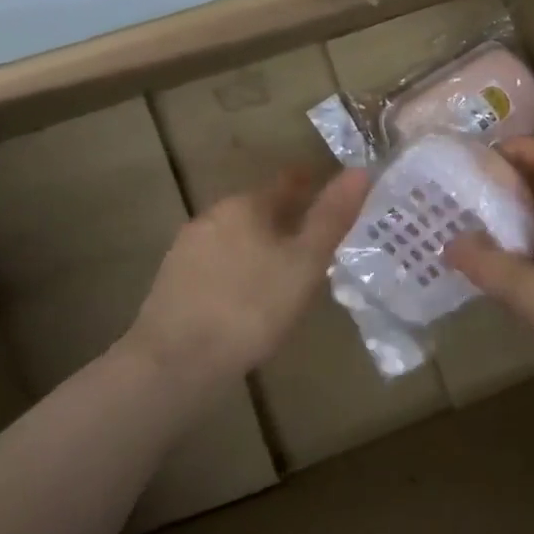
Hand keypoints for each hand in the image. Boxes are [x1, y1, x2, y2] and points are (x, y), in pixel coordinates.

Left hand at [130, 166, 369, 385]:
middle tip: (312, 239)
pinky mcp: (173, 280)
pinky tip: (245, 295)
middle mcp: (214, 215)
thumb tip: (360, 171)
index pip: (287, 182)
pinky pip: (216, 263)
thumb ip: (331, 217)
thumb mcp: (305, 263)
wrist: (175, 363)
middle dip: (285, 218)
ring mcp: (188, 247)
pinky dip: (237, 269)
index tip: (330, 192)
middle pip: (259, 208)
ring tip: (283, 270)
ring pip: (236, 236)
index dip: (311, 184)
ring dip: (259, 245)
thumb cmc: (251, 308)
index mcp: (247, 205)